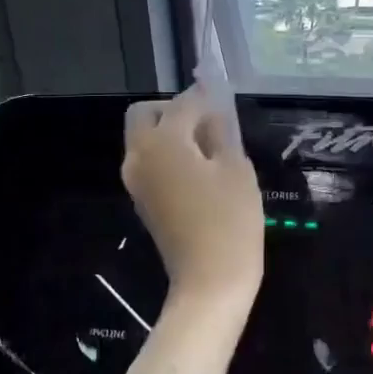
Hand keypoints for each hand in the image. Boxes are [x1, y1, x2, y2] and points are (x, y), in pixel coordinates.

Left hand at [122, 88, 263, 304]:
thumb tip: (213, 114)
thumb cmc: (230, 220)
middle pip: (146, 115)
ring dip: (171, 133)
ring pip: (145, 139)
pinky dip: (169, 155)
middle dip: (174, 109)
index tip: (223, 93)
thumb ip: (221, 133)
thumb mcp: (236, 169)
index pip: (183, 103)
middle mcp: (139, 155)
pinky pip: (150, 162)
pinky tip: (201, 169)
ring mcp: (136, 181)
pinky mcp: (142, 201)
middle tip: (209, 121)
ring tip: (210, 147)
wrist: (210, 280)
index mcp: (162, 141)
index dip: (205, 95)